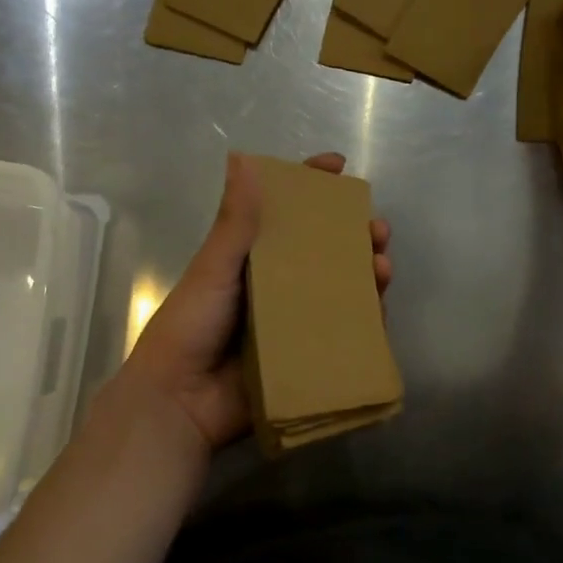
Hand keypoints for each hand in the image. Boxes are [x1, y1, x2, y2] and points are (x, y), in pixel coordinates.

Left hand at [122, 151, 391, 454]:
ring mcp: (294, 324)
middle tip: (377, 230)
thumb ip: (234, 223)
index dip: (312, 188)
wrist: (180, 402)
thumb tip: (245, 159)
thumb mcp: (213, 269)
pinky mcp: (307, 358)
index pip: (285, 214)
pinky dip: (365, 319)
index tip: (339, 167)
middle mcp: (277, 287)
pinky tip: (379, 307)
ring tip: (382, 266)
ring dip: (366, 274)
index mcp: (251, 260)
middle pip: (324, 252)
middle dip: (354, 236)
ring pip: (340, 291)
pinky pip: (343, 334)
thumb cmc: (190, 327)